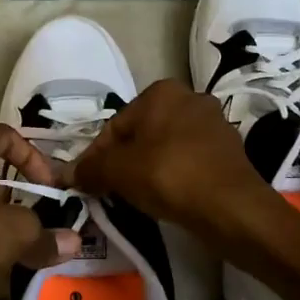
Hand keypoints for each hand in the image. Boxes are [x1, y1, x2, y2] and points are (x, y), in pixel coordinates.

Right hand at [72, 79, 270, 232]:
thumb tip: (67, 174)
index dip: (96, 156)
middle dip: (124, 161)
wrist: (232, 207)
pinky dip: (174, 176)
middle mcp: (190, 98)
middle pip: (141, 134)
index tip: (86, 182)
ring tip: (136, 197)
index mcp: (161, 91)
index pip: (116, 125)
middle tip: (109, 190)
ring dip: (148, 169)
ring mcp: (214, 123)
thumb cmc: (169, 175)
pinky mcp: (229, 151)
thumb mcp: (119, 171)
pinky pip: (188, 161)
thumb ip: (91, 169)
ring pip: (165, 147)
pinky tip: (166, 198)